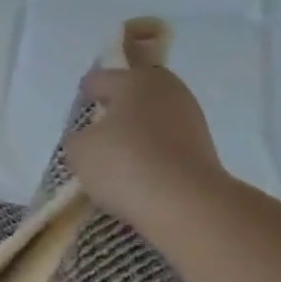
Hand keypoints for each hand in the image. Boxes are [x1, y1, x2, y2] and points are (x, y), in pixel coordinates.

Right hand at [64, 42, 228, 232]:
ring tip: (115, 160)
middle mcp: (168, 90)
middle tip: (95, 135)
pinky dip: (151, 154)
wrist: (184, 202)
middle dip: (114, 112)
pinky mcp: (203, 148)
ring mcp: (190, 118)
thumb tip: (89, 139)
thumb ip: (77, 138)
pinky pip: (165, 144)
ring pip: (151, 120)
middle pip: (132, 96)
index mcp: (136, 80)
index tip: (77, 114)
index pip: (100, 79)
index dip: (85, 94)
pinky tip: (136, 174)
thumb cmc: (124, 163)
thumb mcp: (79, 150)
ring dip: (135, 134)